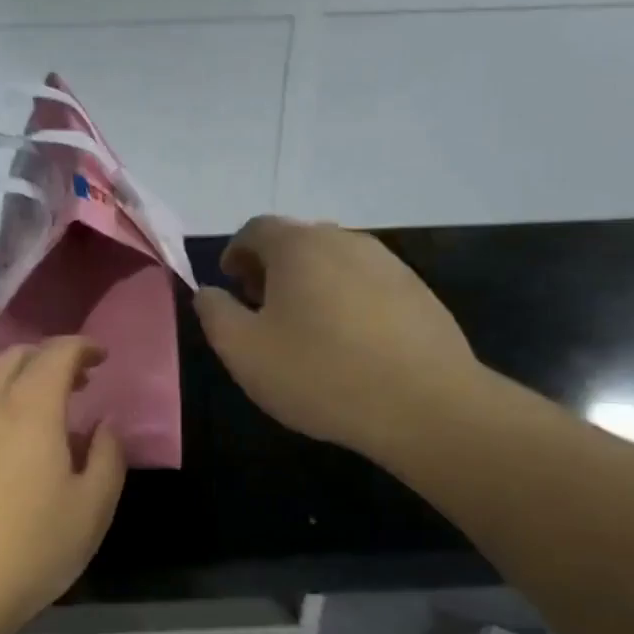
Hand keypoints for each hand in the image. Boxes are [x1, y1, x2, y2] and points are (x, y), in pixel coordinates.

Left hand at [0, 338, 125, 633]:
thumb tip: (104, 424)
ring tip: (34, 414)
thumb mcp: (92, 509)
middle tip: (74, 384)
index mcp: (29, 408)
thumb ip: (108, 455)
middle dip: (47, 359)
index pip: (56, 353)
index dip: (82, 347)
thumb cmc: (28, 552)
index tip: (100, 358)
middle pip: (14, 357)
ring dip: (13, 383)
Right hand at [193, 217, 486, 462]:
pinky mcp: (417, 291)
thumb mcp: (244, 352)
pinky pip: (366, 284)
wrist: (425, 404)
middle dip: (271, 268)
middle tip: (261, 308)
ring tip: (305, 329)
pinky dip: (345, 300)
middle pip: (297, 241)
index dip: (235, 253)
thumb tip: (209, 292)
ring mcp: (388, 263)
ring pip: (334, 262)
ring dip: (310, 284)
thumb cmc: (320, 374)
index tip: (230, 284)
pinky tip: (349, 343)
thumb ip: (215, 314)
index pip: (255, 229)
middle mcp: (345, 240)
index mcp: (299, 246)